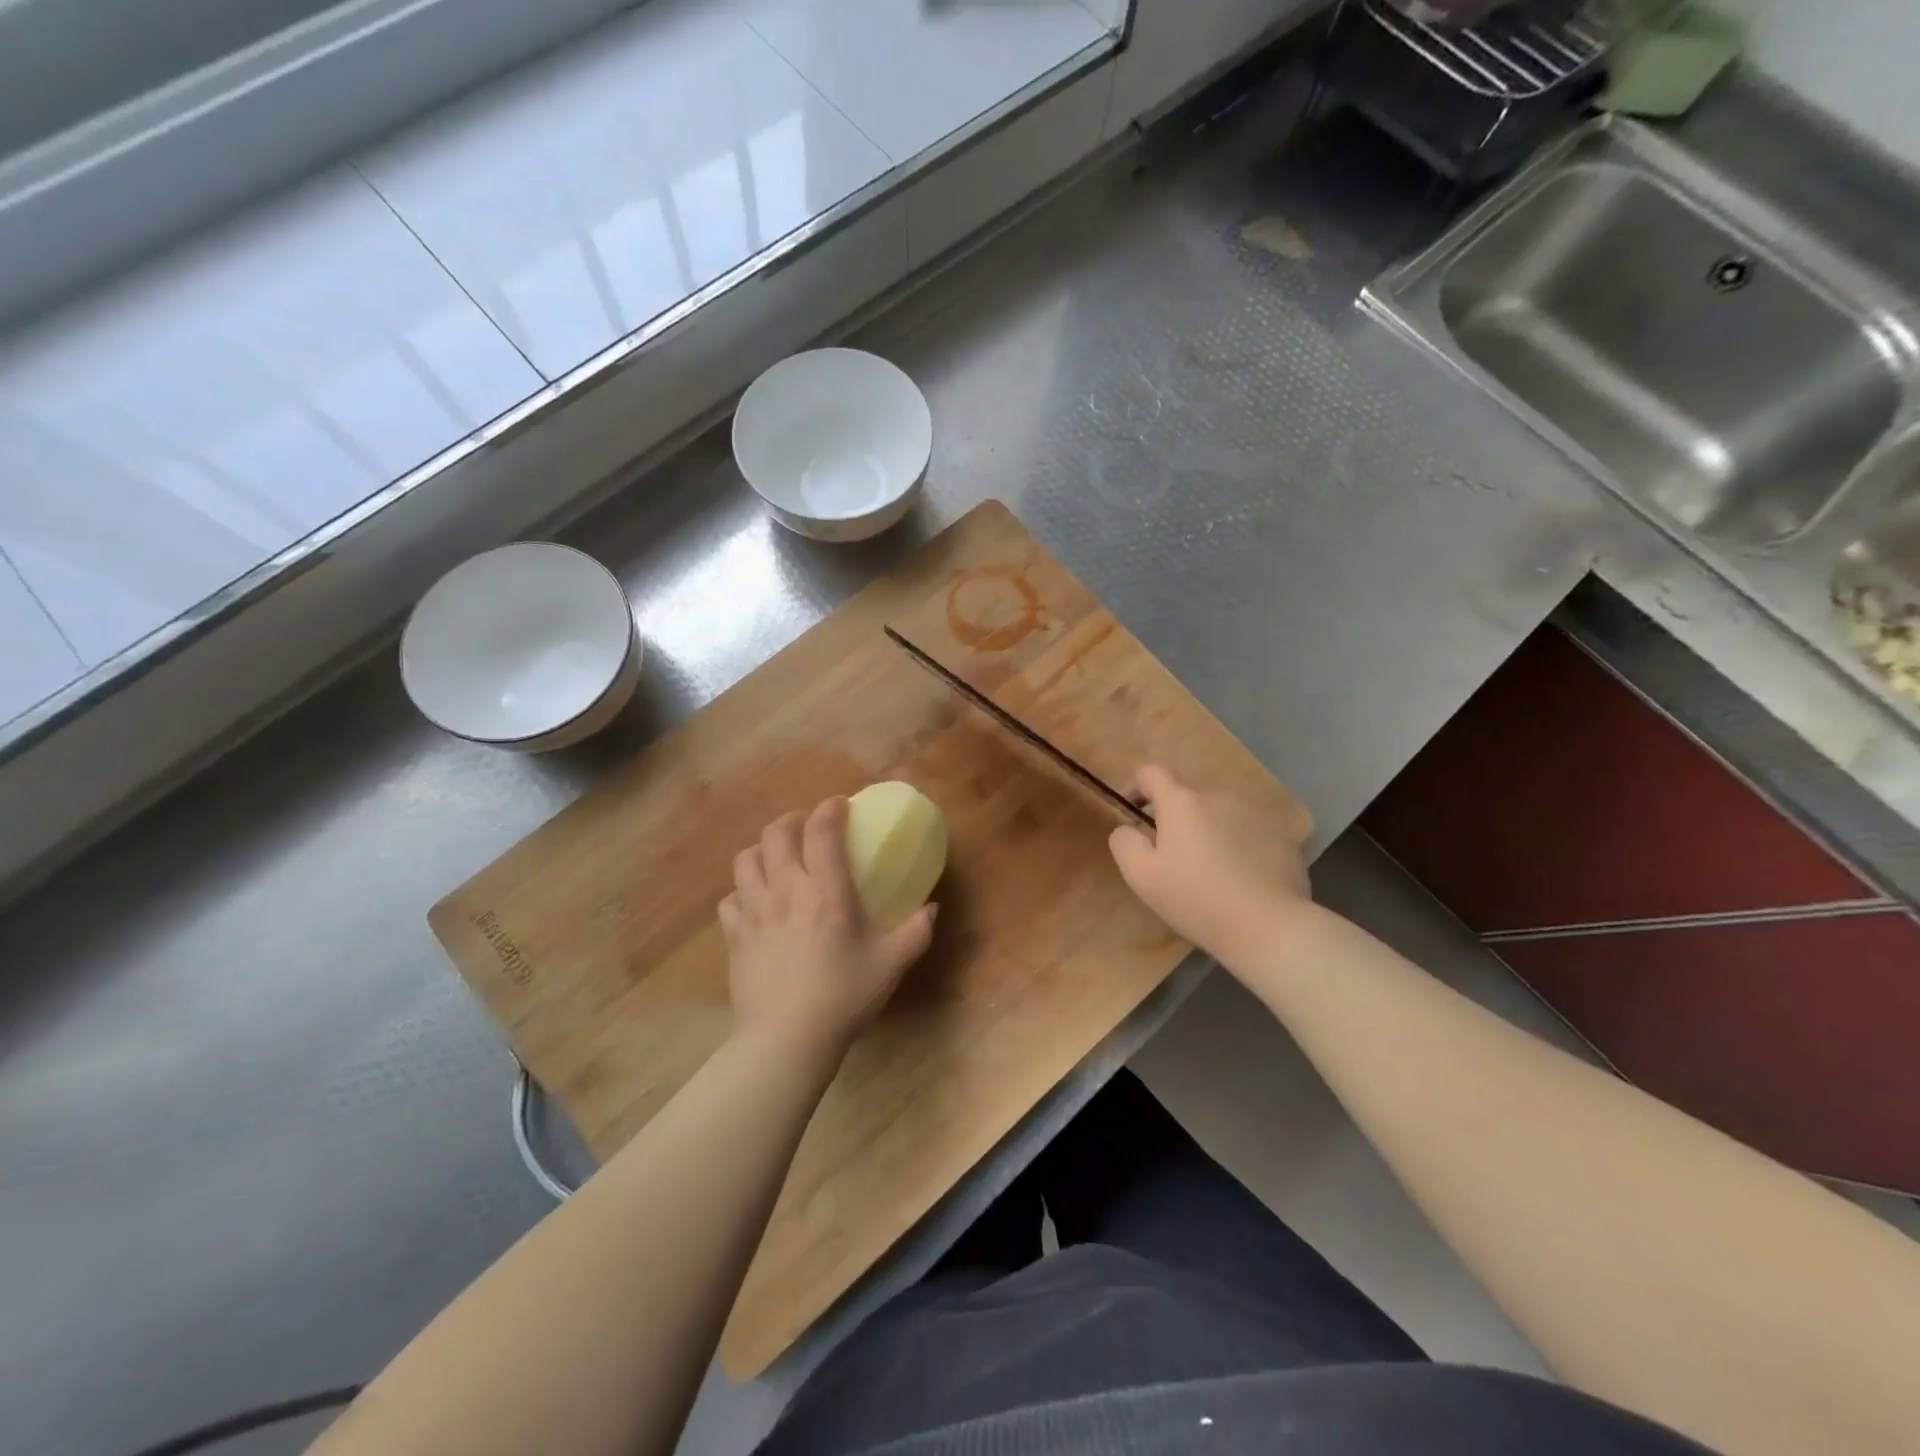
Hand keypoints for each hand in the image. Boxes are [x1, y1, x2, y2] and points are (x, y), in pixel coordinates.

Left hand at [719, 798, 936, 1065]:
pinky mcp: (734, 935)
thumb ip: (916, 931)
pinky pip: (730, 898)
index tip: (840, 805)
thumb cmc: (843, 997)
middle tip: (807, 827)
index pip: (822, 831)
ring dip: (763, 849)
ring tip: (777, 858)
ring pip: (746, 859)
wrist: (786, 1041)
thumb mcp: (891, 965)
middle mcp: (786, 890)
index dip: (830, 809)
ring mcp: (754, 911)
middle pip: (776, 833)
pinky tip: (755, 902)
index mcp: (826, 891)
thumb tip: (933, 908)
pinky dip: (742, 891)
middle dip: (792, 820)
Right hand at [1108, 764, 1312, 972]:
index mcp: (1182, 802)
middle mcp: (1219, 796)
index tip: (1135, 815)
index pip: (1151, 773)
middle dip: (1176, 820)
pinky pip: (1249, 832)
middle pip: (1188, 798)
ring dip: (1209, 831)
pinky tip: (1242, 878)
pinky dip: (1239, 846)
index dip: (1137, 788)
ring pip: (1220, 814)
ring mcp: (1256, 813)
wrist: (1270, 927)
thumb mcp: (1141, 876)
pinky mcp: (1283, 835)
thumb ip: (1124, 841)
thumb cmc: (1197, 900)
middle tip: (1174, 860)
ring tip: (1212, 871)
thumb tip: (1129, 827)